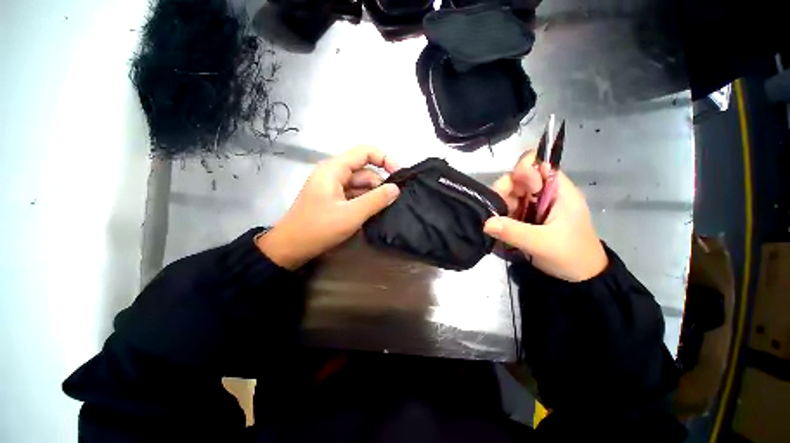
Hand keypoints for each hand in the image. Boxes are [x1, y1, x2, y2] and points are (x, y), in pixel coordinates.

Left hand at [257, 147, 400, 269]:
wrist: (290, 248)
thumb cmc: (318, 229)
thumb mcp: (351, 215)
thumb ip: (376, 200)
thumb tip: (396, 189)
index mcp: (334, 169)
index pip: (365, 152)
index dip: (385, 159)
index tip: (399, 175)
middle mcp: (334, 173)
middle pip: (364, 171)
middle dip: (379, 185)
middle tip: (392, 202)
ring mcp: (333, 187)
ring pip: (360, 185)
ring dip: (373, 196)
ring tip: (384, 210)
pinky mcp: (334, 199)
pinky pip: (354, 195)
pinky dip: (365, 202)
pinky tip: (372, 213)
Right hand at [484, 151, 607, 281]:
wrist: (580, 276)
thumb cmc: (570, 256)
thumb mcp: (543, 244)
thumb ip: (515, 232)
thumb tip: (486, 223)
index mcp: (559, 192)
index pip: (540, 166)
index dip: (523, 170)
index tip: (510, 190)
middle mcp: (546, 194)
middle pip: (520, 179)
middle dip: (505, 190)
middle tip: (495, 208)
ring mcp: (536, 205)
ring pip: (512, 193)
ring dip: (500, 203)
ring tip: (494, 219)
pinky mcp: (528, 217)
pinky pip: (510, 207)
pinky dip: (501, 213)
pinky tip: (496, 223)